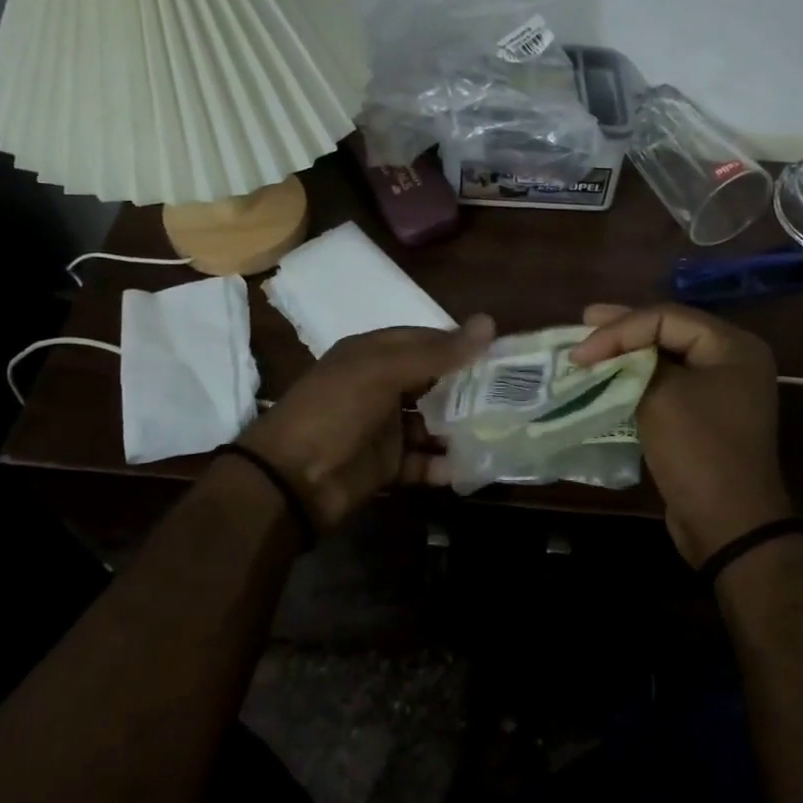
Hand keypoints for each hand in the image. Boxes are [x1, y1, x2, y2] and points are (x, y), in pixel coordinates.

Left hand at [239, 315, 493, 529]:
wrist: (290, 479)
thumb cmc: (336, 410)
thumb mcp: (383, 371)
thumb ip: (438, 352)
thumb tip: (489, 323)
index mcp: (374, 354)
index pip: (427, 341)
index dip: (462, 346)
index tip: (502, 354)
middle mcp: (381, 387)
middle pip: (434, 383)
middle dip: (469, 390)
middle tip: (513, 395)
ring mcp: (384, 428)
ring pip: (433, 424)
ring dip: (462, 429)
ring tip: (503, 431)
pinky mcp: (387, 465)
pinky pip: (424, 462)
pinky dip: (446, 464)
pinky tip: (475, 466)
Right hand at [570, 303, 791, 566]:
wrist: (728, 524)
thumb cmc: (698, 450)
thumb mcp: (662, 396)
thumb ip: (636, 362)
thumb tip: (612, 351)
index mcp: (733, 346)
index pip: (667, 317)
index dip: (619, 328)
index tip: (581, 351)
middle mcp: (732, 361)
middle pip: (669, 331)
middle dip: (623, 330)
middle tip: (584, 323)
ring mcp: (721, 390)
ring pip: (666, 358)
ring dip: (627, 354)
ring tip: (591, 347)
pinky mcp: (705, 416)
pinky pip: (668, 385)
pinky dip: (637, 379)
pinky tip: (610, 377)